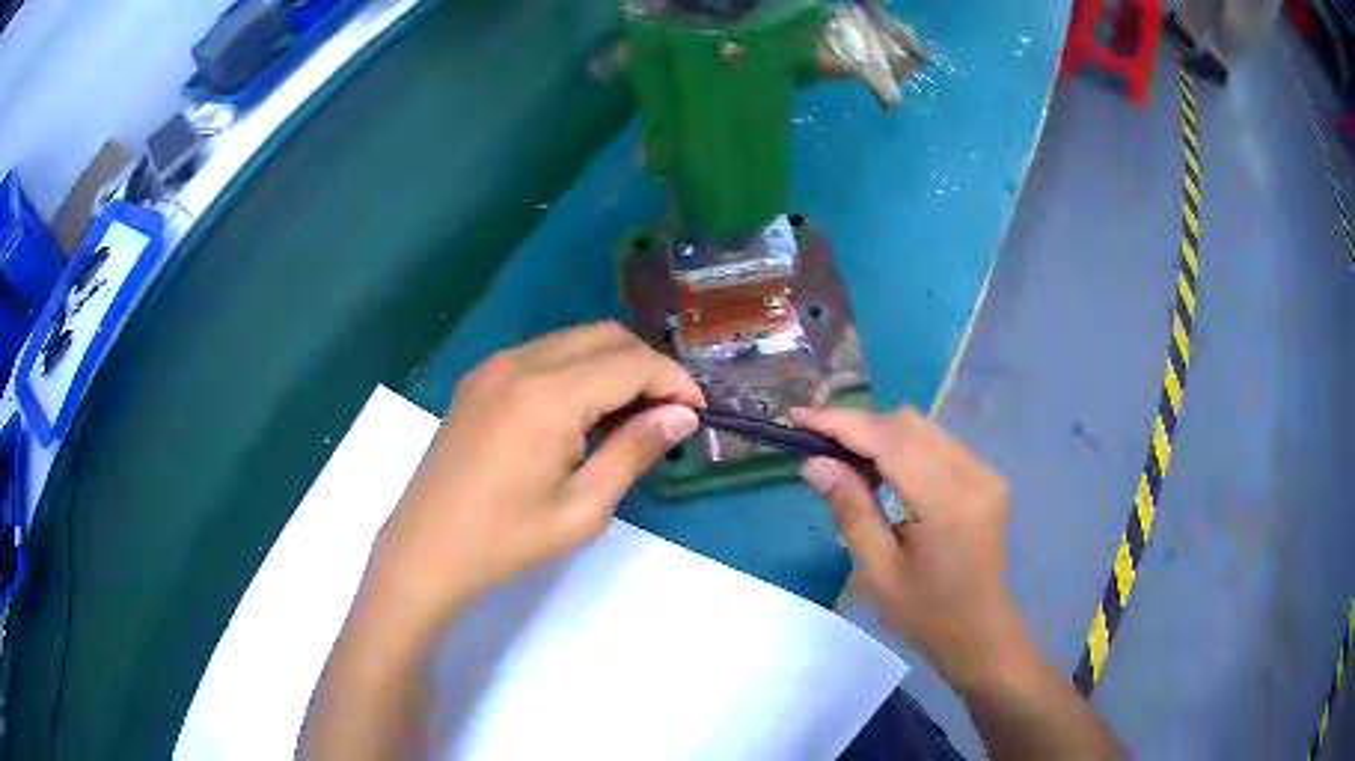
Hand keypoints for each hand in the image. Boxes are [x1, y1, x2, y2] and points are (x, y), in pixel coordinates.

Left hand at [368, 322, 702, 629]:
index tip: (696, 413)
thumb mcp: (582, 509)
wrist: (426, 547)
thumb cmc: (505, 540)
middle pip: (606, 336)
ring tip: (629, 416)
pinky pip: (544, 354)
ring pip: (575, 339)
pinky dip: (577, 369)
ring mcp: (495, 366)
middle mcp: (521, 362)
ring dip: (613, 365)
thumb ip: (634, 451)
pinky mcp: (479, 378)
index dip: (674, 381)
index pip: (631, 362)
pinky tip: (581, 413)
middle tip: (667, 414)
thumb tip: (681, 415)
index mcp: (548, 395)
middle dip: (647, 366)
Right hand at [792, 406, 1026, 692]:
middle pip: (908, 424)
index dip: (843, 423)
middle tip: (815, 442)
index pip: (892, 442)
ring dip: (878, 432)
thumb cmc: (926, 613)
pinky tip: (879, 467)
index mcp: (948, 503)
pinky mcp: (986, 475)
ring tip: (841, 454)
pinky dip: (901, 444)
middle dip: (857, 424)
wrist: (979, 630)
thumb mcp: (878, 572)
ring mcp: (985, 471)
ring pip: (923, 428)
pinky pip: (937, 442)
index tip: (798, 418)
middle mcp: (974, 474)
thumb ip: (851, 511)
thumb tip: (814, 463)